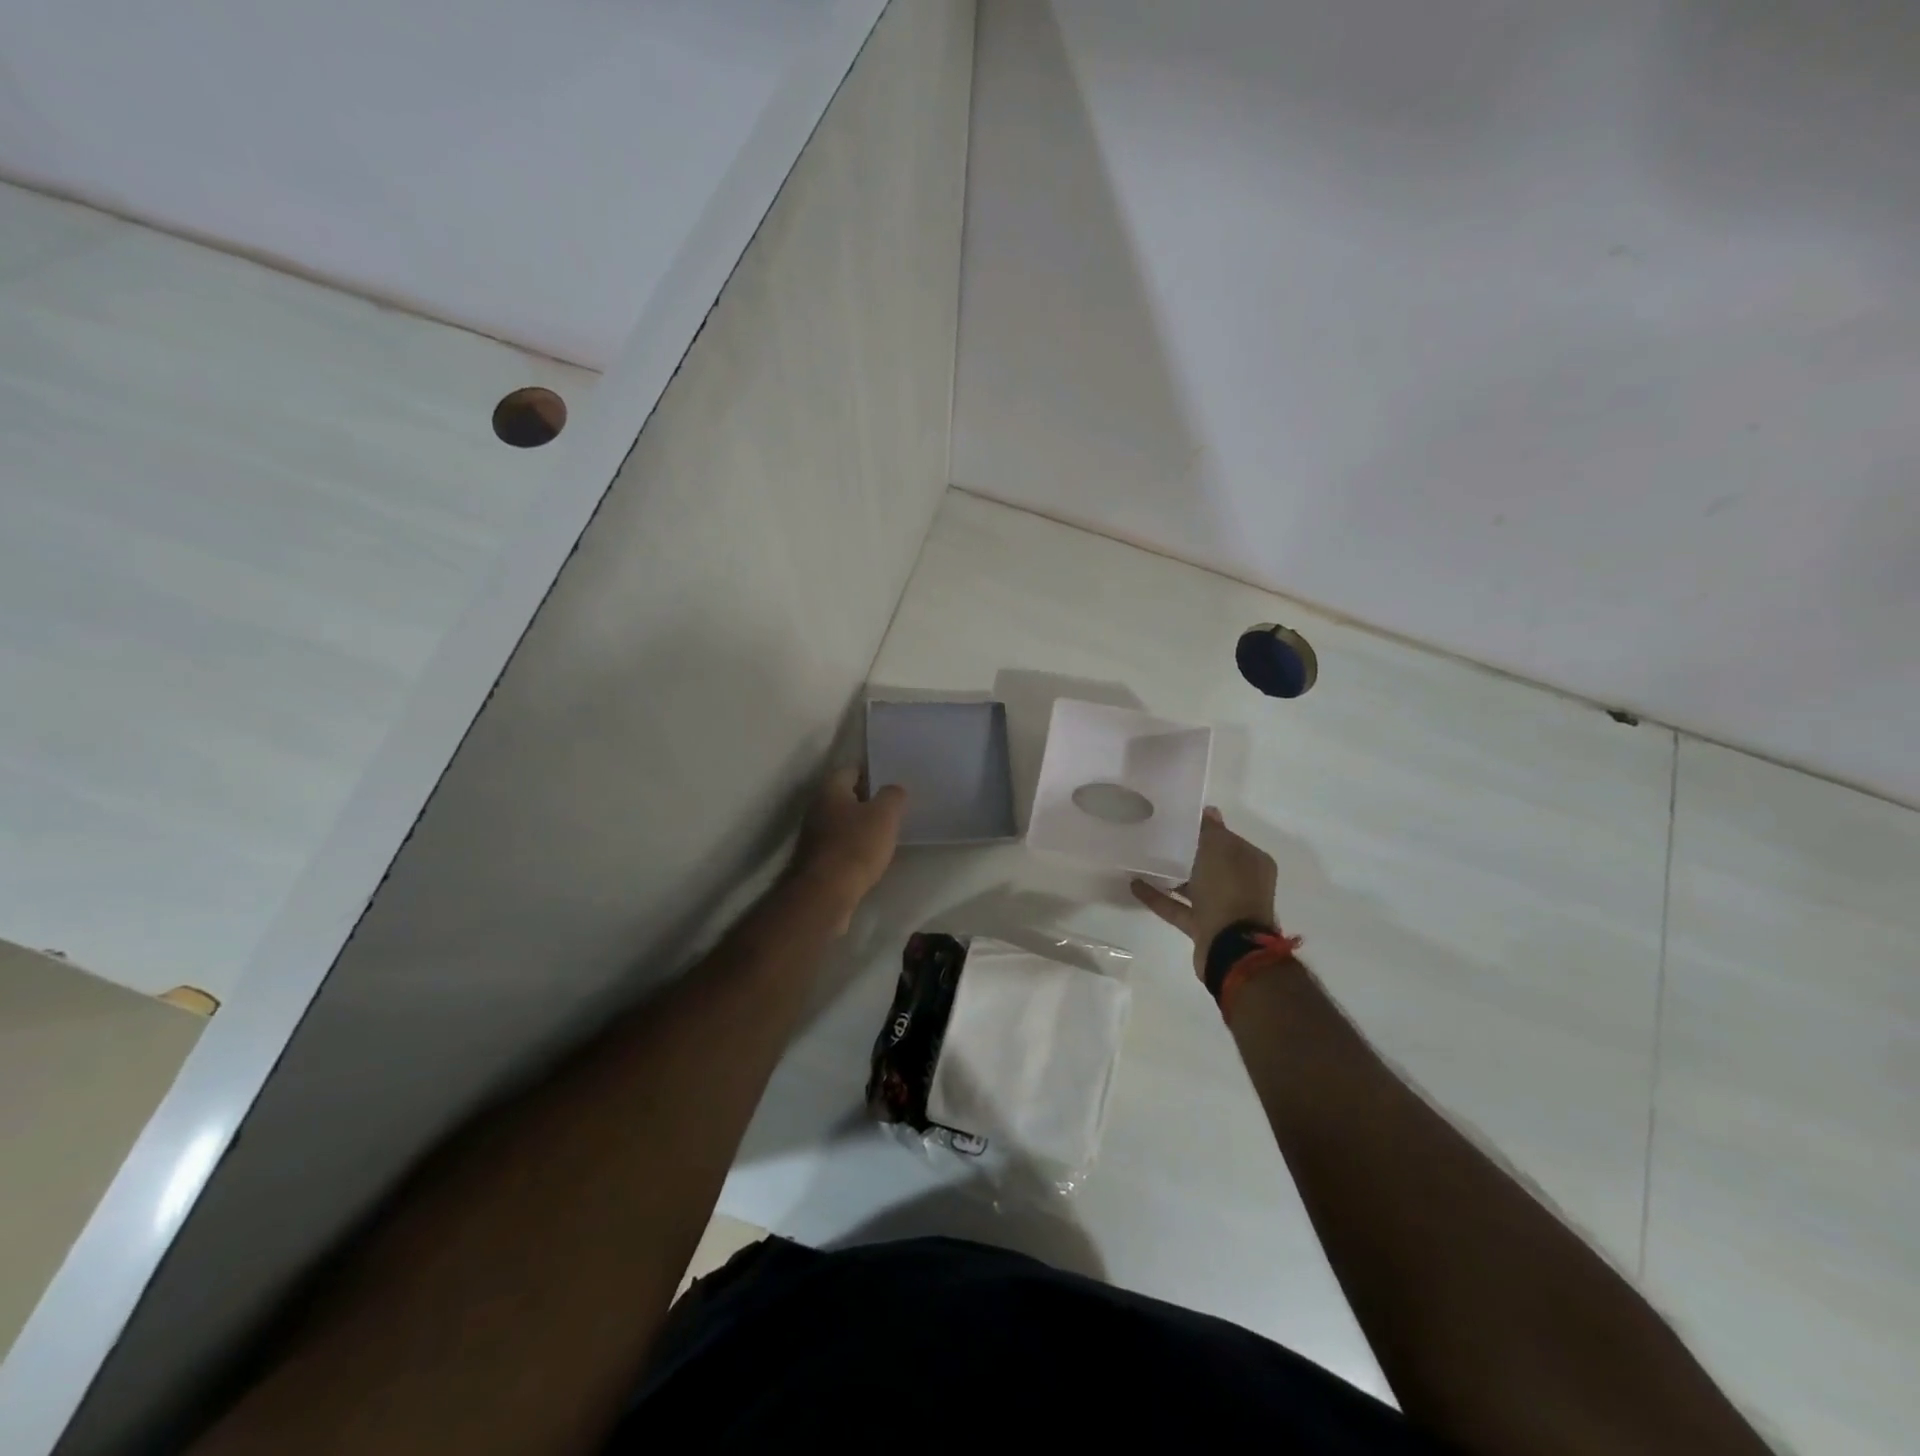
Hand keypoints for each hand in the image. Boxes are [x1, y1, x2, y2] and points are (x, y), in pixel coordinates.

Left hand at [792, 767, 905, 932]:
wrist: (824, 894)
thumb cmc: (855, 846)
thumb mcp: (884, 815)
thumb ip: (892, 796)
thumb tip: (893, 790)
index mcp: (830, 789)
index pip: (851, 769)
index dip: (872, 772)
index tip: (892, 780)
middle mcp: (817, 808)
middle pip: (845, 797)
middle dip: (868, 800)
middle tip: (894, 807)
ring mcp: (814, 836)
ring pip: (842, 822)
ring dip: (861, 826)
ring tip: (887, 832)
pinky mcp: (817, 861)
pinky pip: (840, 845)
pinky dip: (855, 847)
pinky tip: (872, 857)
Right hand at [1131, 807, 1277, 974]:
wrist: (1232, 949)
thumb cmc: (1229, 891)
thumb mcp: (1219, 851)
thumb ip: (1211, 831)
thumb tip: (1208, 811)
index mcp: (1251, 862)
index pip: (1225, 838)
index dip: (1203, 828)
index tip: (1176, 819)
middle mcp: (1241, 884)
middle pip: (1209, 862)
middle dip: (1186, 851)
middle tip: (1156, 836)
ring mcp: (1223, 908)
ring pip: (1194, 885)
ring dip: (1171, 875)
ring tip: (1142, 859)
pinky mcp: (1204, 927)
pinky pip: (1178, 907)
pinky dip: (1159, 897)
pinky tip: (1135, 885)